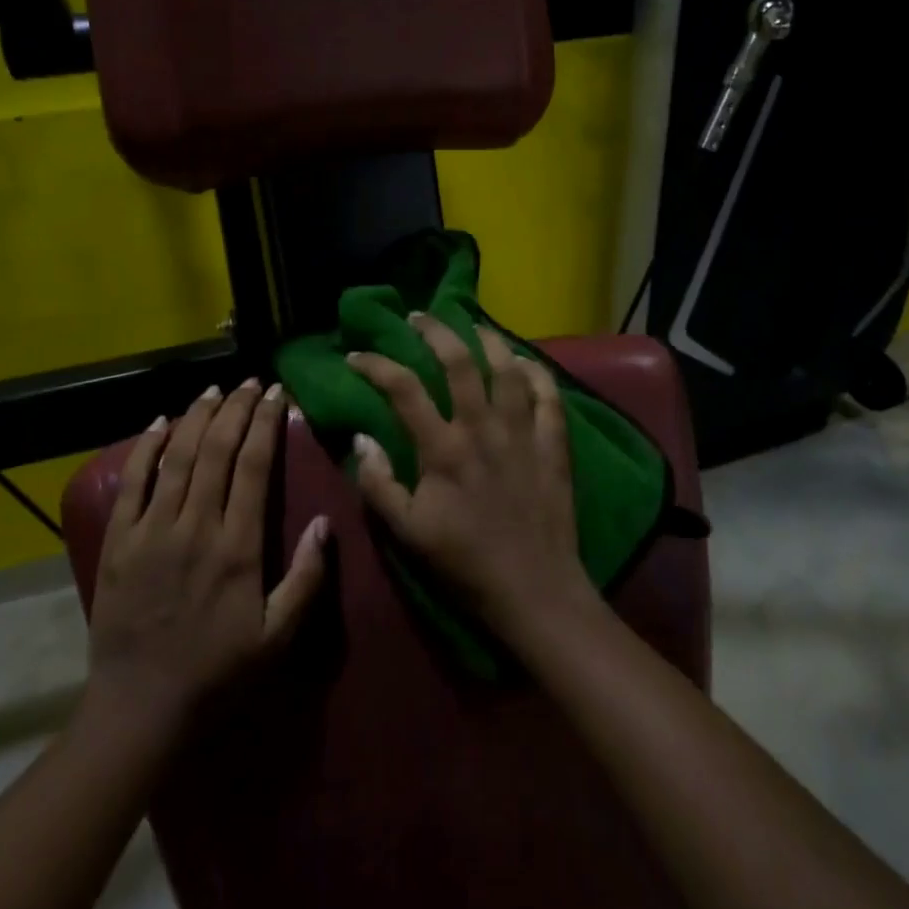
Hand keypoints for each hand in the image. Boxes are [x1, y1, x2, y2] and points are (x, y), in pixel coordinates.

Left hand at [85, 379, 329, 728]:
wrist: (142, 707)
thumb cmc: (218, 672)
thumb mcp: (278, 637)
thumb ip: (307, 578)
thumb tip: (326, 522)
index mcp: (237, 547)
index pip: (253, 467)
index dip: (265, 424)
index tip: (275, 395)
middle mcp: (195, 527)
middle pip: (215, 450)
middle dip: (234, 409)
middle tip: (249, 382)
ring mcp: (152, 531)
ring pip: (176, 457)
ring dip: (195, 417)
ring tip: (212, 390)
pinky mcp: (119, 542)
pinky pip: (132, 483)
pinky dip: (145, 448)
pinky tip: (159, 422)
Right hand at [348, 316, 594, 643]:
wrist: (533, 591)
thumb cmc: (463, 563)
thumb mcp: (406, 532)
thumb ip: (378, 483)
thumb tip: (362, 437)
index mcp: (443, 449)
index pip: (403, 389)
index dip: (375, 365)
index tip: (356, 356)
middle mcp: (482, 428)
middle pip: (459, 361)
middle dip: (435, 331)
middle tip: (419, 317)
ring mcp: (522, 433)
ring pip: (507, 369)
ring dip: (488, 339)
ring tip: (472, 325)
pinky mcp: (553, 445)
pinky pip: (549, 396)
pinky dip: (537, 372)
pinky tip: (524, 361)